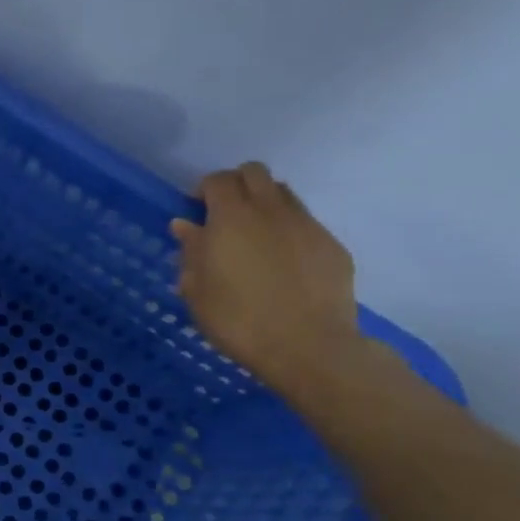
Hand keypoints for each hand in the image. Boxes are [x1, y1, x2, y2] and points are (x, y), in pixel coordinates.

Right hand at [171, 162, 362, 394]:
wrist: (307, 347)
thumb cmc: (237, 319)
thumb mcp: (196, 289)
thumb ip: (191, 251)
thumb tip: (186, 225)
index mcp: (231, 218)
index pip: (218, 180)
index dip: (204, 189)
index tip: (196, 210)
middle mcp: (271, 211)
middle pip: (254, 173)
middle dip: (236, 184)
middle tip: (224, 214)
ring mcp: (307, 226)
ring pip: (284, 194)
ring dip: (264, 203)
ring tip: (254, 236)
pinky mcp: (333, 246)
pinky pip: (305, 223)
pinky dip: (288, 231)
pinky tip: (282, 263)